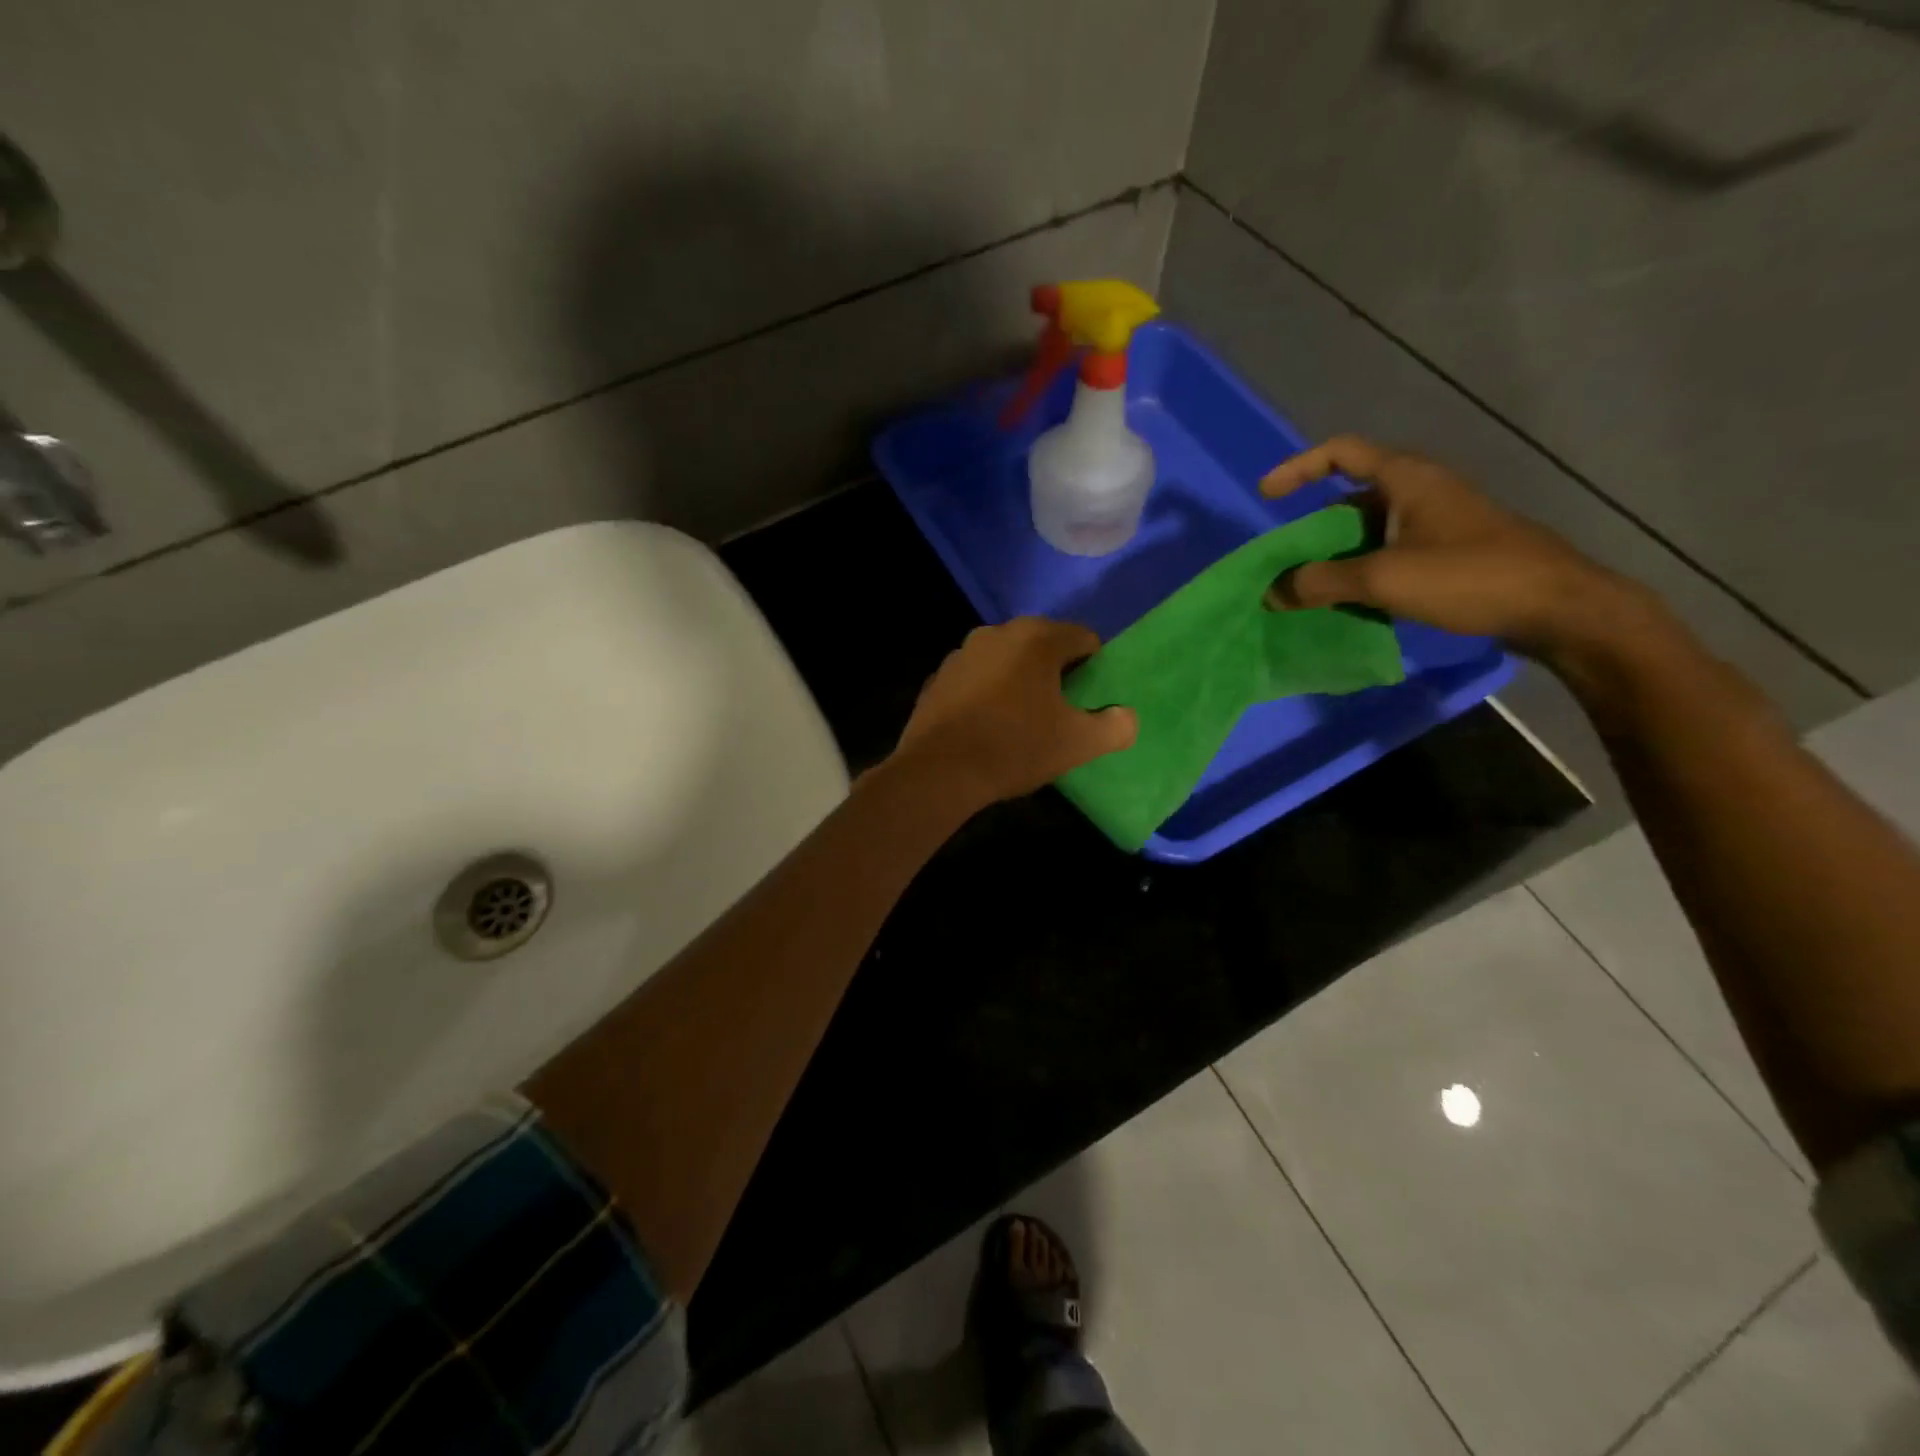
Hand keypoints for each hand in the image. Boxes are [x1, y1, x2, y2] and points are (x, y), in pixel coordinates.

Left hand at [891, 618, 1137, 806]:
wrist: (938, 771)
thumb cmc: (1015, 748)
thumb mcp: (1077, 744)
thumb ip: (1115, 727)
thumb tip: (1126, 717)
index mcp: (1036, 638)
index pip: (1083, 638)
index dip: (1095, 667)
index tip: (1092, 699)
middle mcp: (997, 633)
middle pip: (1042, 645)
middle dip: (1056, 672)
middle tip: (1062, 711)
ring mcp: (962, 653)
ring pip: (1006, 660)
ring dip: (1019, 681)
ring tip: (1023, 720)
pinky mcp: (938, 677)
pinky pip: (976, 679)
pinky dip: (987, 693)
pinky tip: (987, 726)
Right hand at [1261, 436, 1651, 663]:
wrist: (1557, 606)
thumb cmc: (1469, 576)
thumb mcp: (1384, 578)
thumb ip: (1320, 582)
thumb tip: (1271, 592)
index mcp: (1407, 479)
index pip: (1341, 453)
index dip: (1298, 468)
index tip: (1267, 496)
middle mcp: (1421, 492)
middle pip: (1350, 498)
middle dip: (1313, 529)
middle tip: (1287, 563)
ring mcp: (1437, 523)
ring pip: (1369, 531)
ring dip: (1336, 557)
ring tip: (1311, 590)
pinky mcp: (1449, 553)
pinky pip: (1389, 553)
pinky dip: (1362, 572)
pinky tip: (1352, 603)